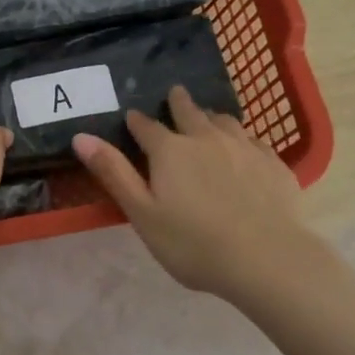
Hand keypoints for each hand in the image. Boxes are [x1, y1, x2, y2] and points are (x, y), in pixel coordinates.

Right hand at [73, 87, 354, 354]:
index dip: (137, 122)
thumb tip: (81, 136)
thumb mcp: (142, 213)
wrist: (268, 259)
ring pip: (224, 120)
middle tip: (175, 94)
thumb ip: (114, 173)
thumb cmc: (194, 243)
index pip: (146, 127)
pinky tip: (245, 147)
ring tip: (208, 118)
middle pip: (189, 112)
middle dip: (178, 102)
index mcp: (170, 150)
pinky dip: (242, 138)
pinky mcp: (274, 163)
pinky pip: (254, 140)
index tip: (133, 117)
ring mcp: (244, 147)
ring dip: (211, 117)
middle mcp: (206, 137)